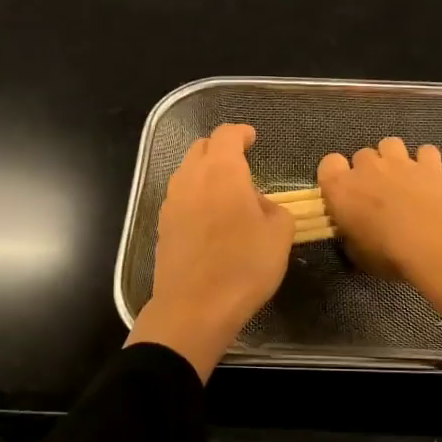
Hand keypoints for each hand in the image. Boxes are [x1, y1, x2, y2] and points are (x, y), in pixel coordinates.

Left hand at [127, 122, 294, 379]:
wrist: (195, 307)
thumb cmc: (244, 266)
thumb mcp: (279, 235)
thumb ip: (274, 209)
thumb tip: (259, 205)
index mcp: (222, 171)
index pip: (227, 135)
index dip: (241, 133)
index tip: (253, 138)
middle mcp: (191, 178)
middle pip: (202, 148)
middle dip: (221, 149)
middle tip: (241, 162)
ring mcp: (171, 202)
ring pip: (187, 172)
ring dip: (205, 173)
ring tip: (226, 192)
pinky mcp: (162, 226)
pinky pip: (180, 197)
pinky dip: (195, 196)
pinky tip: (210, 218)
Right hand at [317, 138, 441, 315]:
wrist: (436, 244)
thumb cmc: (388, 254)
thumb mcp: (357, 254)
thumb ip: (350, 235)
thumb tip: (353, 231)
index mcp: (341, 188)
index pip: (328, 164)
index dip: (335, 176)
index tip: (344, 195)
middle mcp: (367, 167)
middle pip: (361, 155)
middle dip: (367, 170)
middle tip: (377, 195)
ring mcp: (400, 161)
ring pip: (390, 144)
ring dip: (392, 158)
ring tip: (401, 180)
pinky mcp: (430, 164)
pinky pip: (424, 152)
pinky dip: (426, 162)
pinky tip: (429, 179)